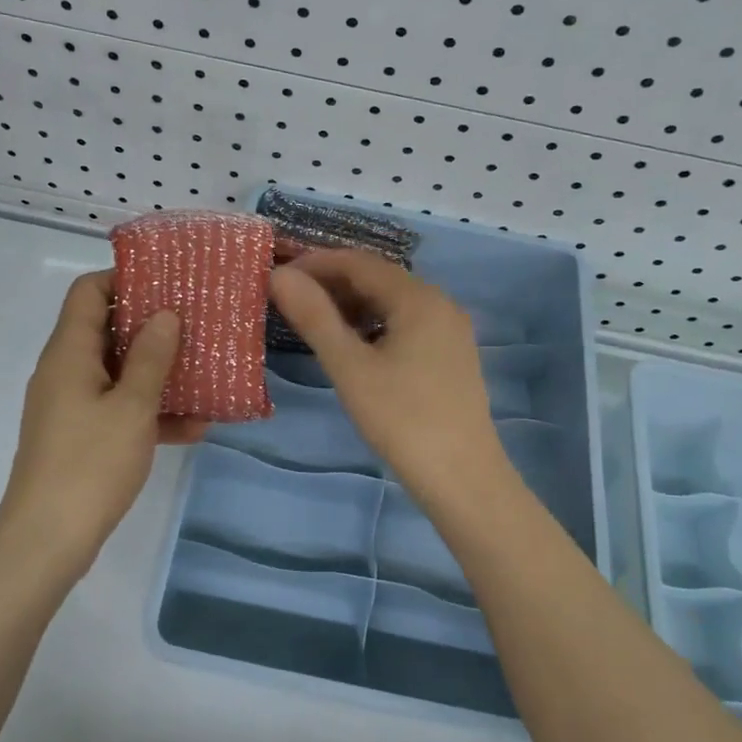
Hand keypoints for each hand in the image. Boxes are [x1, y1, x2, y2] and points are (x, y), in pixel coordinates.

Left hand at [0, 271, 205, 573]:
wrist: (47, 541)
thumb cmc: (90, 464)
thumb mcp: (131, 407)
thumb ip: (152, 358)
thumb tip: (165, 314)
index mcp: (69, 352)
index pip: (88, 291)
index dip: (125, 279)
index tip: (168, 283)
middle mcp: (65, 371)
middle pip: (106, 329)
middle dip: (152, 326)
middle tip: (197, 324)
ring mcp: (70, 406)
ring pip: (117, 372)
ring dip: (157, 372)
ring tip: (204, 372)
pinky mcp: (79, 437)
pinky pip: (117, 409)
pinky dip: (149, 412)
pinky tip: (194, 427)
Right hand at [269, 251, 508, 503]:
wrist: (463, 479)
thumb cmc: (402, 420)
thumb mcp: (350, 367)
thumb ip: (314, 317)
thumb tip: (279, 275)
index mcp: (418, 298)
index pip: (358, 262)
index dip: (315, 263)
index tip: (278, 276)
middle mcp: (440, 303)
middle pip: (378, 278)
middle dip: (332, 282)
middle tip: (290, 299)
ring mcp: (450, 330)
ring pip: (393, 302)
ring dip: (352, 304)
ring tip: (314, 321)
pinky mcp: (452, 355)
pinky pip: (407, 323)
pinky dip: (374, 323)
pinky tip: (354, 345)